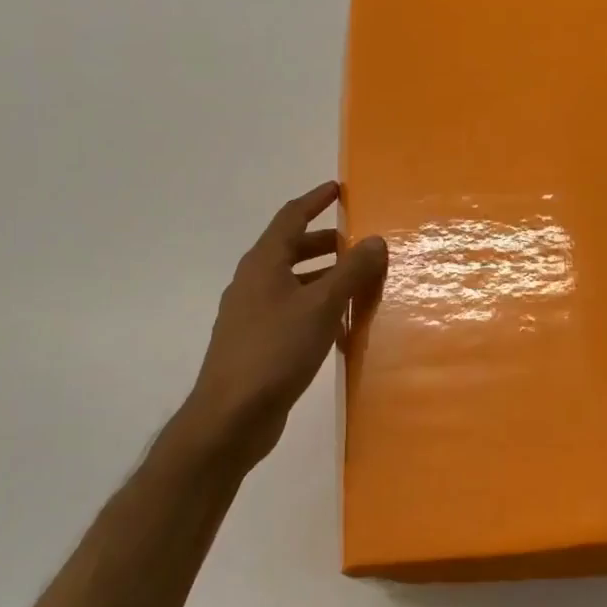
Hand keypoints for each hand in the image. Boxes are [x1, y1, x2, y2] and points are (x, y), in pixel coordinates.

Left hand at [182, 182, 386, 467]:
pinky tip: (338, 324)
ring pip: (292, 282)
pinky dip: (315, 305)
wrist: (230, 417)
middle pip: (290, 249)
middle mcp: (253, 282)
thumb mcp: (322, 306)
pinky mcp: (256, 343)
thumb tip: (375, 240)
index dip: (315, 200)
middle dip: (324, 242)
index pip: (290, 217)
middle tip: (356, 243)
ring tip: (356, 282)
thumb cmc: (276, 350)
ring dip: (322, 276)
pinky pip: (290, 310)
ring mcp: (251, 314)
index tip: (338, 190)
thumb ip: (351, 271)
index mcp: (263, 263)